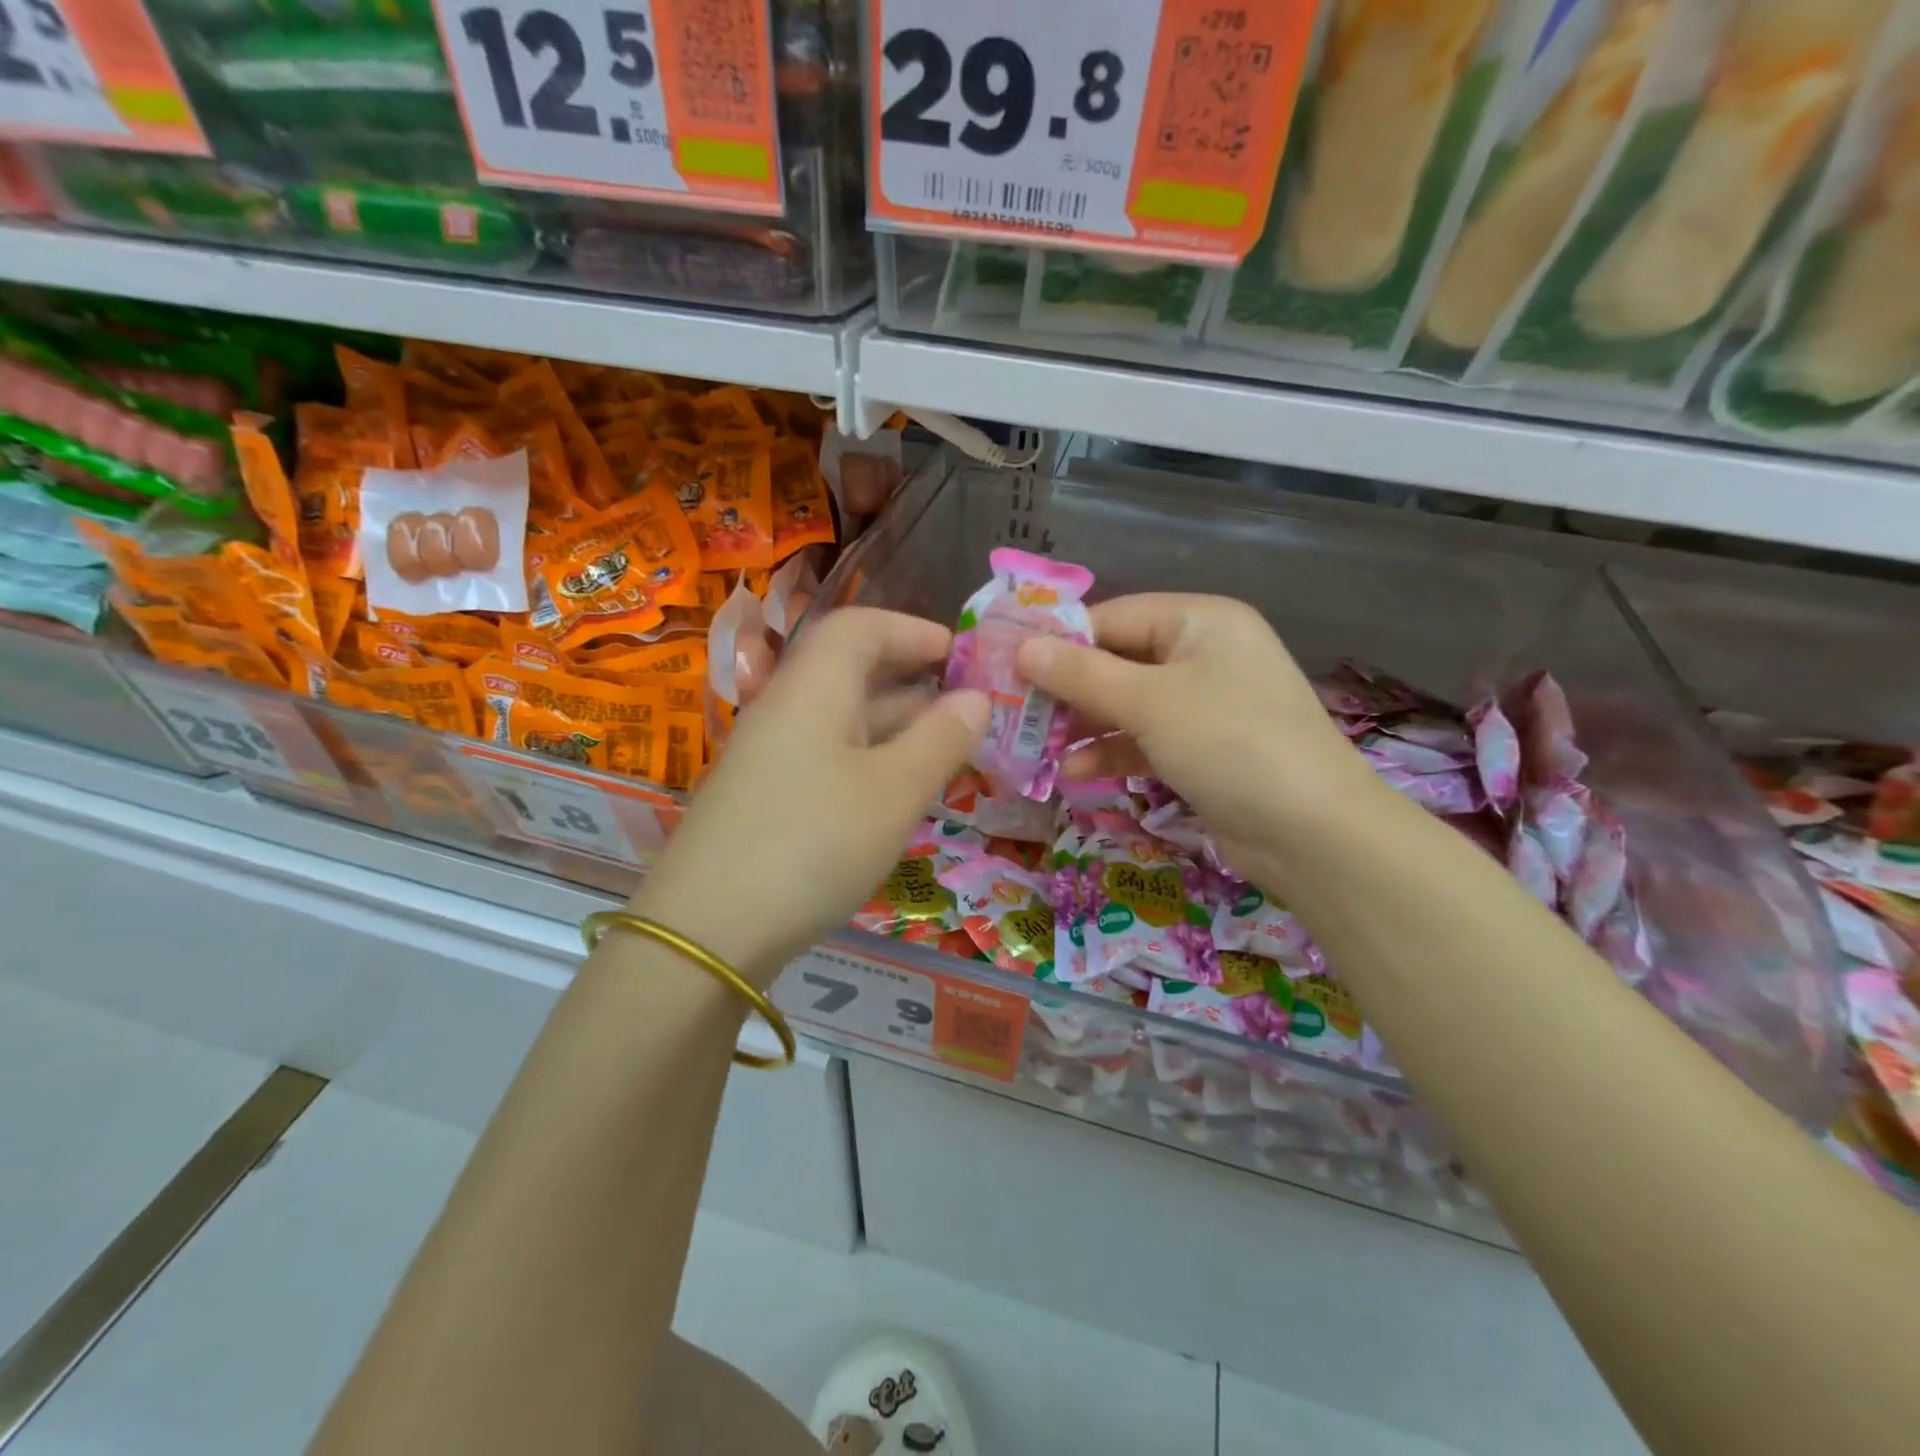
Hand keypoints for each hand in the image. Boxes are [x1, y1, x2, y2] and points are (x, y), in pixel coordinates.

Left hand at [632, 607, 987, 982]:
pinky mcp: (763, 798)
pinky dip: (868, 761)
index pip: (861, 627)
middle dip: (912, 681)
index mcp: (813, 688)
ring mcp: (769, 756)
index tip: (960, 654)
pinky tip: (894, 795)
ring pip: (840, 720)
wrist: (706, 931)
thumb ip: (941, 739)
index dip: (913, 630)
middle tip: (965, 707)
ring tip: (945, 750)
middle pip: (850, 671)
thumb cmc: (814, 844)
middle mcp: (785, 710)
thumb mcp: (894, 792)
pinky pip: (826, 758)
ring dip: (894, 726)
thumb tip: (978, 697)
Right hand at [1016, 594, 1376, 879]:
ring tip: (1036, 747)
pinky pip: (1145, 739)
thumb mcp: (1149, 703)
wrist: (1312, 832)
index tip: (1008, 666)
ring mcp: (1204, 704)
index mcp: (1199, 621)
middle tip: (1015, 711)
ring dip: (1085, 725)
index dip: (1060, 641)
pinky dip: (1112, 752)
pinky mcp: (1202, 748)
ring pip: (1127, 704)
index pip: (1113, 617)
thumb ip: (1082, 675)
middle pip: (1118, 660)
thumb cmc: (1229, 743)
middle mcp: (1203, 654)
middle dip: (1068, 689)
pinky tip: (1074, 774)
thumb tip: (1022, 648)